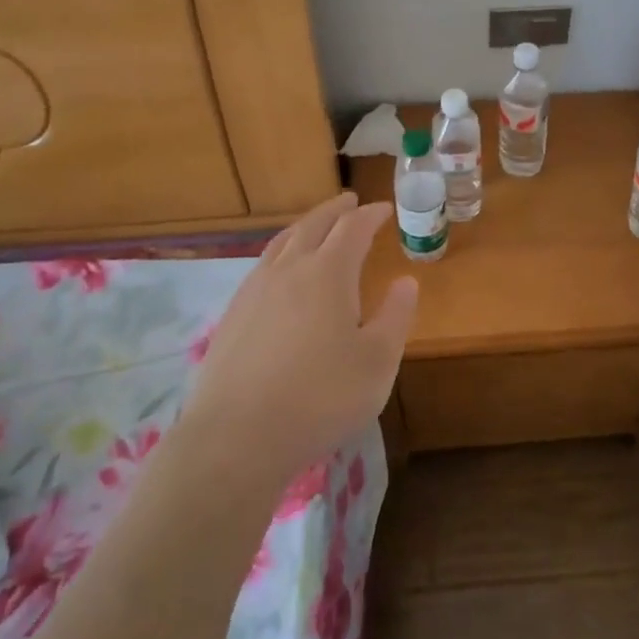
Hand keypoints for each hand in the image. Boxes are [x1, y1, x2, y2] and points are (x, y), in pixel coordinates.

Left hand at [181, 193, 417, 486]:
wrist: (237, 437)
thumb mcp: (377, 361)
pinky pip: (262, 266)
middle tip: (349, 201)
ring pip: (282, 243)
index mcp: (328, 273)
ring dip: (304, 227)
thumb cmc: (321, 397)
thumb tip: (405, 282)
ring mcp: (254, 291)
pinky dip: (281, 253)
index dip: (370, 215)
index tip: (384, 209)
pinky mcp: (233, 315)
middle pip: (313, 225)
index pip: (352, 229)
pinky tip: (280, 273)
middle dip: (335, 210)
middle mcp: (288, 270)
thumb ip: (395, 316)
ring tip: (315, 226)